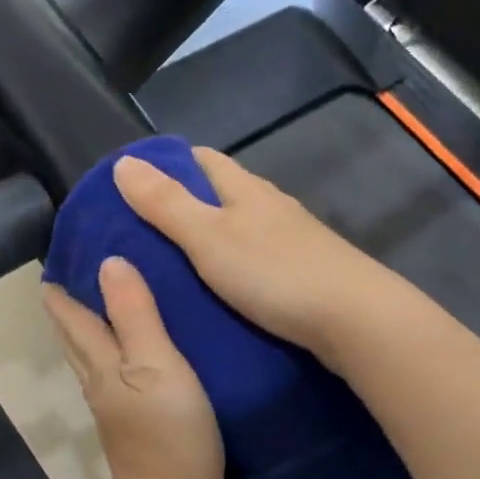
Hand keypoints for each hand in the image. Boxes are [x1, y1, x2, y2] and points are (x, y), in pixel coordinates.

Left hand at [42, 257, 223, 478]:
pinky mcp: (136, 426)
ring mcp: (115, 407)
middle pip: (75, 337)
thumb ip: (134, 314)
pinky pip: (117, 376)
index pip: (72, 315)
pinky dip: (115, 354)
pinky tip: (135, 353)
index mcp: (100, 362)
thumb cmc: (168, 434)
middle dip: (70, 305)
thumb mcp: (156, 364)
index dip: (61, 288)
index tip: (58, 258)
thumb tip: (108, 261)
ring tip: (104, 302)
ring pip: (93, 357)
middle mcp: (99, 381)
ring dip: (91, 328)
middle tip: (76, 273)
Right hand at [112, 148, 396, 360]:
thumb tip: (124, 161)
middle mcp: (270, 205)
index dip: (167, 163)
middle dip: (183, 202)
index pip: (202, 158)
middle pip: (221, 192)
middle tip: (141, 231)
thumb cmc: (275, 272)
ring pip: (240, 226)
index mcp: (245, 189)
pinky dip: (230, 264)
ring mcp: (291, 239)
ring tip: (171, 263)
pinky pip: (255, 257)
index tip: (132, 184)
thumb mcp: (208, 237)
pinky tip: (218, 288)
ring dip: (208, 236)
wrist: (355, 320)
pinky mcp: (303, 271)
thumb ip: (166, 203)